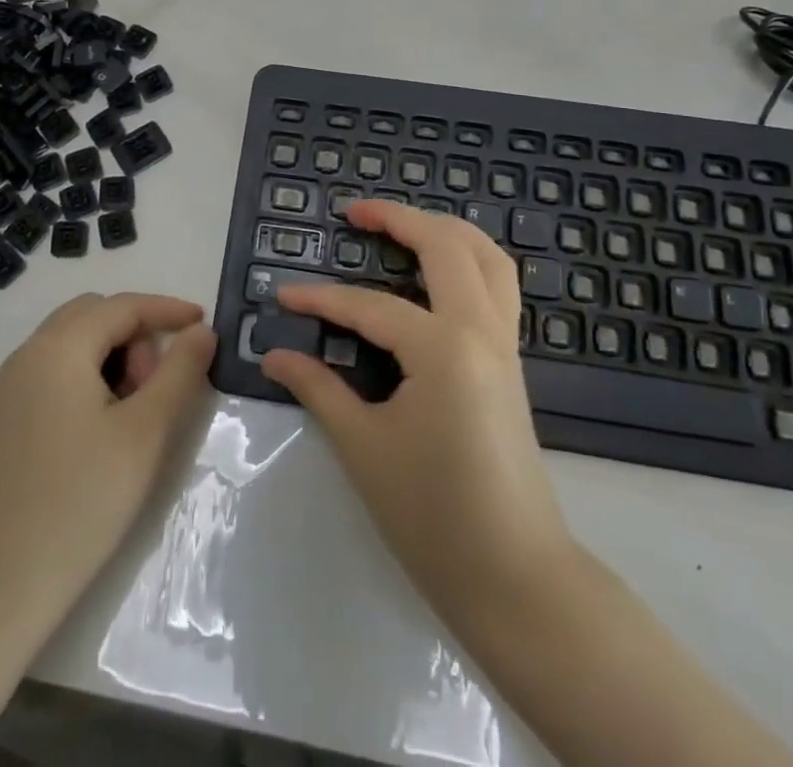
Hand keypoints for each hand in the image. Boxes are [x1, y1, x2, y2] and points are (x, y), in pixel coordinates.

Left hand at [0, 293, 216, 623]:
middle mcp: (27, 356)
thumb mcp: (144, 435)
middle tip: (160, 387)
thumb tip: (201, 331)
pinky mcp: (2, 423)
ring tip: (134, 416)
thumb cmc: (76, 505)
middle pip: (93, 317)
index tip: (205, 326)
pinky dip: (88, 380)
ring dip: (113, 359)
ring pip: (73, 347)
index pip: (123, 306)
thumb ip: (179, 373)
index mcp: (57, 347)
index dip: (168, 310)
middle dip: (137, 336)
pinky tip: (102, 432)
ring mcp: (8, 391)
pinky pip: (54, 375)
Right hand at [259, 201, 571, 630]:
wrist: (516, 579)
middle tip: (355, 212)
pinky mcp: (512, 361)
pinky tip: (439, 273)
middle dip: (399, 219)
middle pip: (446, 245)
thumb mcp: (364, 447)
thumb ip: (319, 389)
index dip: (321, 300)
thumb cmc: (433, 516)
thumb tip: (276, 356)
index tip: (282, 297)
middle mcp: (481, 329)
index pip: (370, 306)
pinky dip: (470, 260)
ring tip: (403, 225)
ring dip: (445, 230)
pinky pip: (499, 286)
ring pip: (487, 257)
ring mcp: (504, 343)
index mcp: (443, 347)